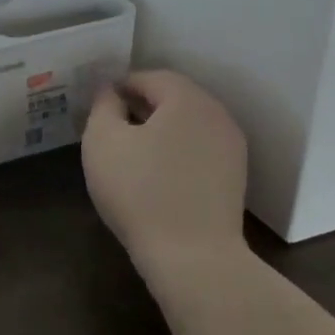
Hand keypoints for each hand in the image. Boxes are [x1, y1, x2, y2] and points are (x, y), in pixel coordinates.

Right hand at [82, 70, 248, 269]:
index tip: (99, 104)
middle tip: (112, 124)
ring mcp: (231, 147)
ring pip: (189, 124)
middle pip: (174, 98)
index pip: (151, 77)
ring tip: (131, 150)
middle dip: (141, 105)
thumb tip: (111, 92)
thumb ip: (104, 106)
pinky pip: (200, 148)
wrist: (193, 256)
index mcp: (187, 99)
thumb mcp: (103, 142)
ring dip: (160, 128)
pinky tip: (156, 173)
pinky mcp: (235, 177)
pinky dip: (177, 150)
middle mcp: (216, 115)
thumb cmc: (140, 192)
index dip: (121, 85)